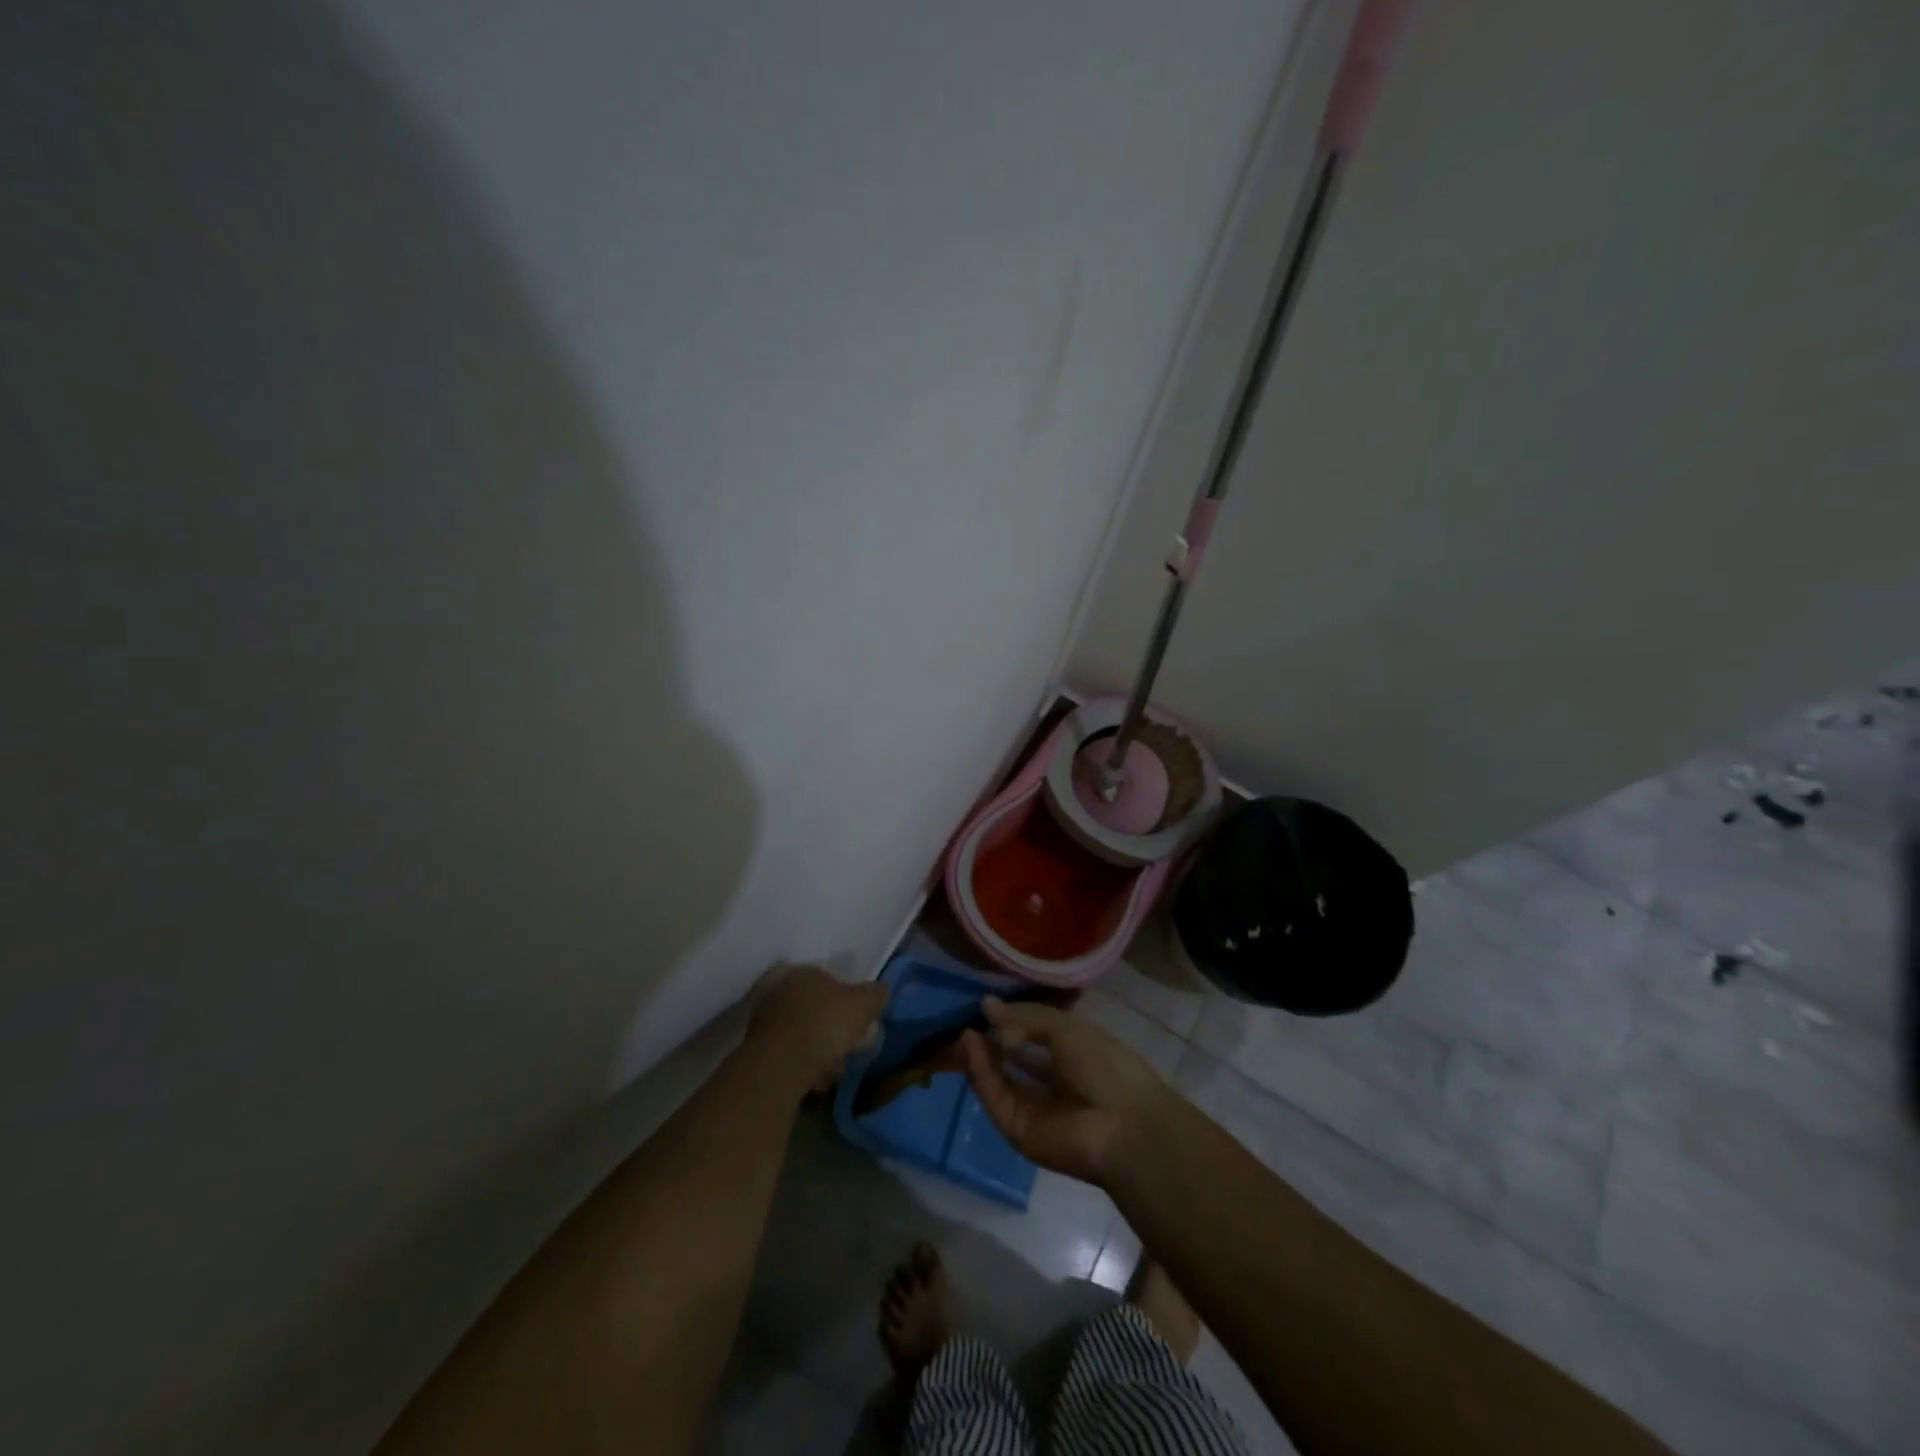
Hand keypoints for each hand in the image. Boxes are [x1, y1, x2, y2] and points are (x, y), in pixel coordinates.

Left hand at [747, 963, 888, 1091]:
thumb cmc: (826, 1024)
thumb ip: (876, 994)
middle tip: (846, 1048)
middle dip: (830, 1029)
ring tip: (832, 1071)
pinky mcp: (754, 1047)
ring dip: (816, 1049)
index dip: (846, 1002)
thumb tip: (881, 991)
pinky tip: (814, 1080)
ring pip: (800, 1032)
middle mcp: (779, 988)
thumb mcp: (864, 1004)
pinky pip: (787, 1053)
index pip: (828, 980)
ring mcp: (763, 1018)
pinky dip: (801, 1063)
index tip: (857, 1024)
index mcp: (804, 971)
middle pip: (813, 1008)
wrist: (781, 1064)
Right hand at [958, 997, 1170, 1185]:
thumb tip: (986, 1004)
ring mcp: (1035, 1110)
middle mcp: (1053, 1084)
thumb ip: (1024, 1017)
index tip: (987, 1008)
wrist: (1124, 1126)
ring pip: (999, 1082)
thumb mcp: (1066, 1028)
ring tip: (965, 1033)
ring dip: (980, 1058)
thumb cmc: (1104, 1066)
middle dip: (990, 1043)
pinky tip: (972, 1049)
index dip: (1011, 1023)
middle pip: (1013, 1063)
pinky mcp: (1019, 1131)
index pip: (1034, 1038)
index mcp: (1073, 1057)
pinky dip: (982, 1075)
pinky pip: (996, 1099)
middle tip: (968, 1023)